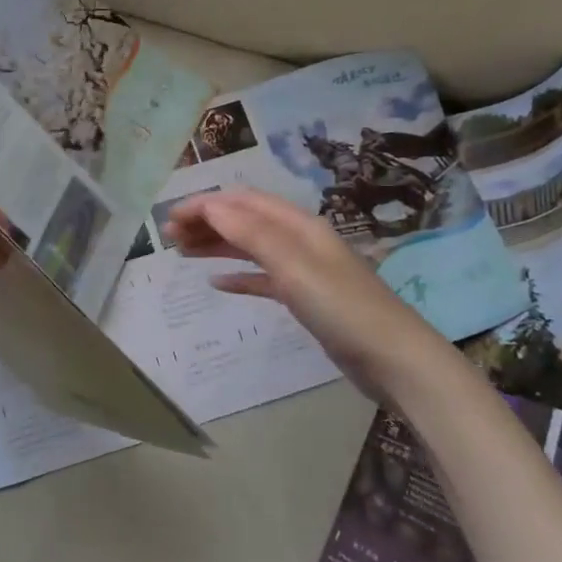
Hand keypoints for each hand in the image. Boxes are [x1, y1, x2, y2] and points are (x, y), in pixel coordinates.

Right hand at [164, 188, 453, 399]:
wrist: (393, 360)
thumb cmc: (342, 308)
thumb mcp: (294, 266)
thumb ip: (251, 234)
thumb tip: (211, 206)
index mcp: (299, 226)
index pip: (244, 202)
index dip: (206, 204)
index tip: (170, 217)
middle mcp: (299, 241)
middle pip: (245, 221)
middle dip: (207, 222)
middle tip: (169, 236)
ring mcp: (303, 270)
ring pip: (250, 247)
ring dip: (217, 245)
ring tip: (182, 252)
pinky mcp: (304, 298)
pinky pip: (262, 278)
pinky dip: (238, 276)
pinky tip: (217, 283)